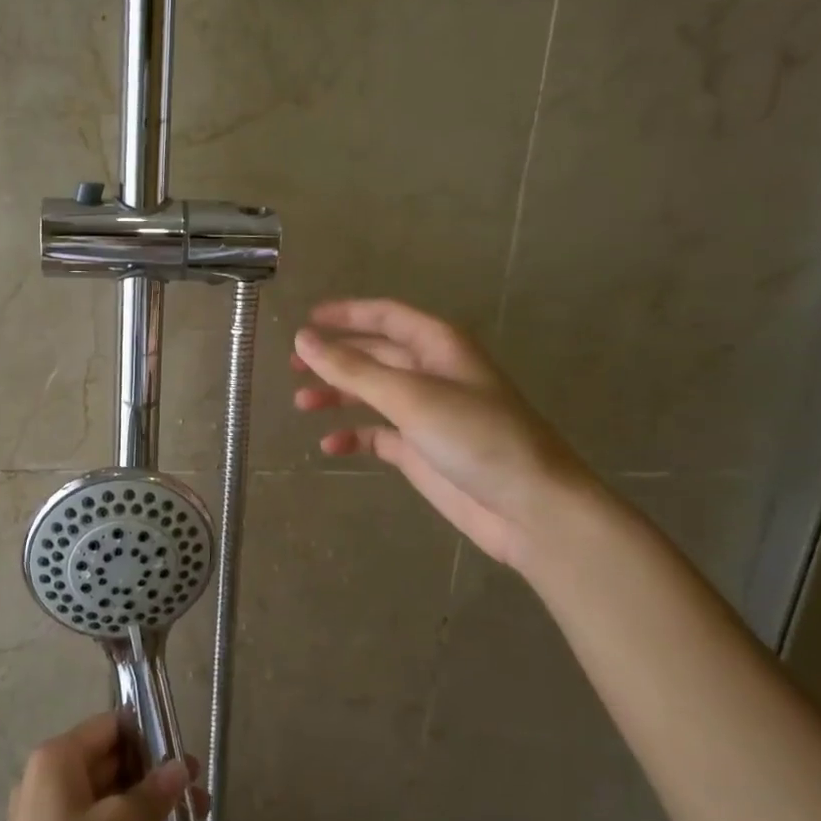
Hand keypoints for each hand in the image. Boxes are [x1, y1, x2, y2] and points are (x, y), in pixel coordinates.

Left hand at [0, 713, 190, 820]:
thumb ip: (154, 792)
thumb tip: (181, 766)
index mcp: (56, 759)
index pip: (110, 726)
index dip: (148, 737)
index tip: (183, 758)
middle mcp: (47, 779)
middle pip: (108, 760)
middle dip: (153, 776)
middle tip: (196, 793)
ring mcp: (48, 817)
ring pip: (105, 796)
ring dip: (144, 806)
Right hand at [292, 297, 598, 569]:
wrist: (529, 506)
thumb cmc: (475, 437)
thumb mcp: (410, 396)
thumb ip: (353, 368)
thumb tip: (304, 338)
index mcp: (438, 346)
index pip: (386, 316)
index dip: (346, 314)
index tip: (305, 320)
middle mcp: (431, 373)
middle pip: (374, 354)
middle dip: (334, 357)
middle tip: (292, 366)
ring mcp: (426, 413)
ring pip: (371, 393)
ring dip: (338, 395)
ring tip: (302, 404)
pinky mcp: (421, 450)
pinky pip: (377, 435)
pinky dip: (353, 436)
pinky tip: (330, 446)